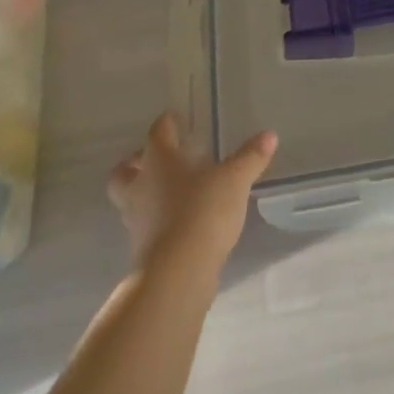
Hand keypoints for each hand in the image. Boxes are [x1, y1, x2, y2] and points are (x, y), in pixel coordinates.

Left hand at [107, 113, 277, 278]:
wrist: (178, 274)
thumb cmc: (202, 211)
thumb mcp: (234, 180)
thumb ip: (250, 157)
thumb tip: (269, 135)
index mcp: (159, 160)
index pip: (158, 132)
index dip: (167, 124)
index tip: (175, 119)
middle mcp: (141, 187)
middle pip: (124, 171)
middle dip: (135, 164)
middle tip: (155, 160)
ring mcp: (137, 221)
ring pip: (130, 201)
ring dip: (145, 195)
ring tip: (170, 194)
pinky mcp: (142, 251)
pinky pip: (145, 228)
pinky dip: (157, 222)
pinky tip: (179, 223)